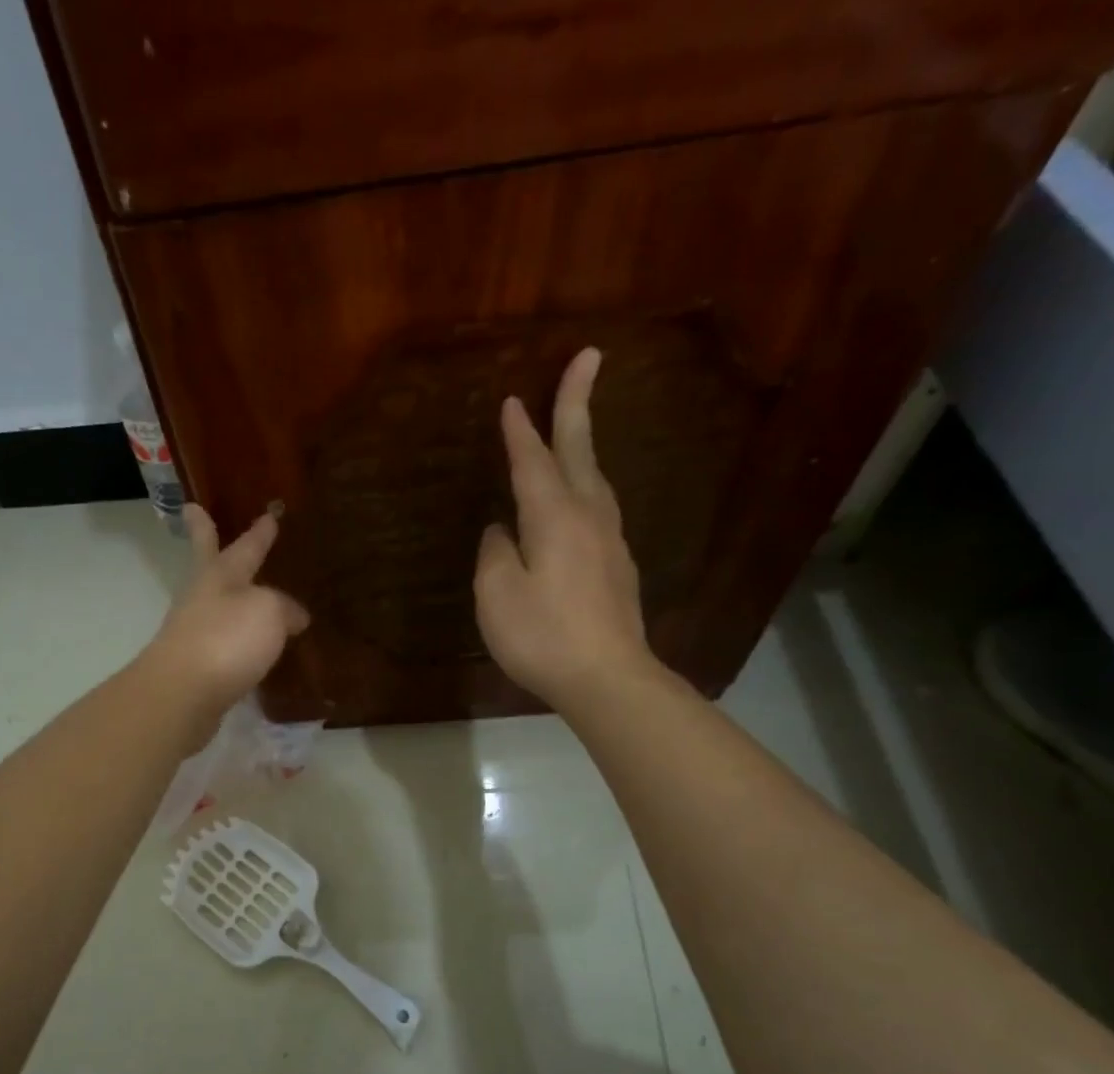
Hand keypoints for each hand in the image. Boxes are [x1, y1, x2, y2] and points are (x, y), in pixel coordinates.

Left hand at [143, 502, 309, 718]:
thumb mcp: (268, 612)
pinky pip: (223, 645)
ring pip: (215, 606)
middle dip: (204, 537)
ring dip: (228, 597)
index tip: (268, 514)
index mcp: (219, 576)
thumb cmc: (226, 640)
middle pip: (208, 564)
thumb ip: (284, 607)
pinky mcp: (196, 669)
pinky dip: (237, 641)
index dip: (259, 533)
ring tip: (248, 594)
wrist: (182, 695)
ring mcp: (194, 634)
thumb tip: (293, 617)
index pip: (244, 547)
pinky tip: (251, 648)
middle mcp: (202, 600)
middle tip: (193, 512)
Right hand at [474, 347, 657, 712]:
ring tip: (575, 427)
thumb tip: (502, 531)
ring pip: (596, 479)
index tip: (511, 399)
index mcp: (554, 518)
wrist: (607, 678)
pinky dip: (585, 487)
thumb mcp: (497, 595)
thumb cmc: (543, 636)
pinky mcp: (617, 567)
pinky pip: (599, 509)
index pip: (534, 462)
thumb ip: (496, 554)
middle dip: (576, 404)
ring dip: (584, 445)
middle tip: (588, 357)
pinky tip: (578, 499)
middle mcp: (588, 517)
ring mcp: (609, 541)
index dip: (521, 431)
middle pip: (580, 451)